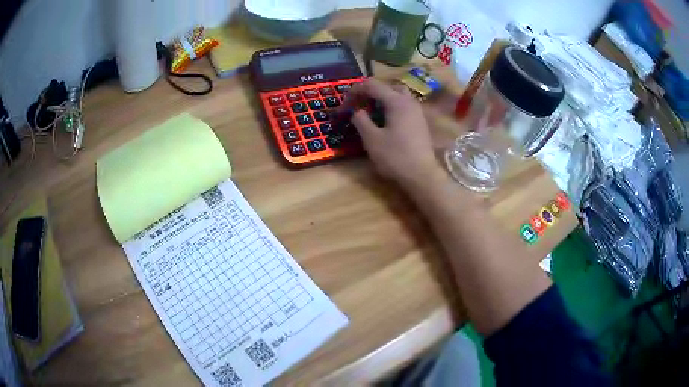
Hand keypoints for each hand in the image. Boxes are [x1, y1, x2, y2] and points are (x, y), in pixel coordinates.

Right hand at [341, 79, 441, 186]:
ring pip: (397, 95)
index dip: (355, 91)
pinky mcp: (420, 122)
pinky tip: (384, 121)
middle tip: (358, 104)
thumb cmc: (395, 157)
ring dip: (382, 99)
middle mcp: (409, 101)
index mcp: (396, 101)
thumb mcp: (371, 139)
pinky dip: (391, 107)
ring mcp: (417, 111)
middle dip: (370, 92)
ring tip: (370, 112)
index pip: (372, 85)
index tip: (344, 103)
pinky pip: (403, 105)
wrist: (422, 175)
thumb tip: (356, 111)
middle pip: (387, 86)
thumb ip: (361, 120)